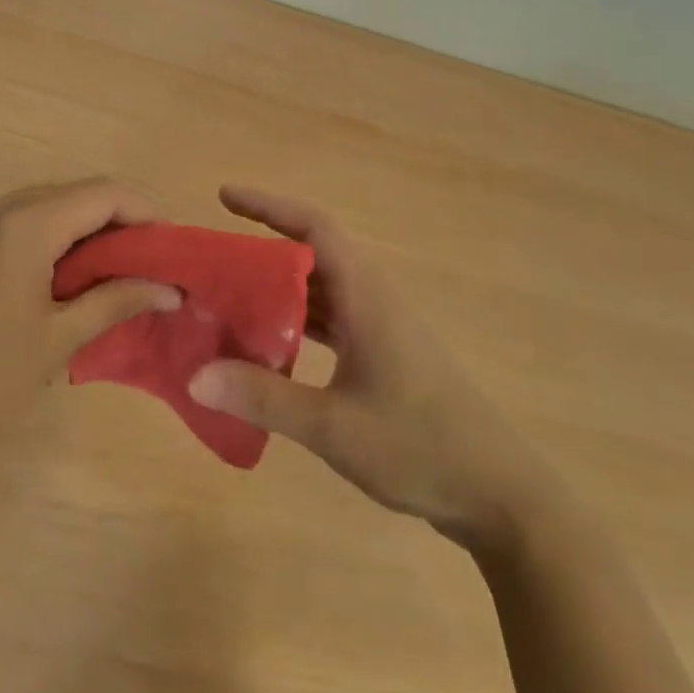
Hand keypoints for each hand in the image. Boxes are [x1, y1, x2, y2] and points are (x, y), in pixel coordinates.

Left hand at [0, 179, 180, 465]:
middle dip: (113, 222)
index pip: (102, 193)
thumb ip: (116, 300)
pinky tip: (50, 279)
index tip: (168, 247)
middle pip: (70, 194)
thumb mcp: (56, 340)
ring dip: (76, 231)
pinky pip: (6, 224)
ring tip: (103, 274)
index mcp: (22, 224)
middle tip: (142, 264)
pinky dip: (40, 239)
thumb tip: (169, 288)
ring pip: (37, 207)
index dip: (144, 212)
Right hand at [188, 186, 557, 551]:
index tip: (226, 196)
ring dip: (277, 290)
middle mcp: (374, 302)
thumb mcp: (333, 426)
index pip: (315, 227)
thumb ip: (263, 398)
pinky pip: (331, 323)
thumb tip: (194, 375)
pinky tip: (267, 350)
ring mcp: (382, 331)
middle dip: (261, 251)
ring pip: (321, 292)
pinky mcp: (385, 359)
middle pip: (312, 257)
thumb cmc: (420, 448)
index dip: (270, 206)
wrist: (499, 496)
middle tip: (211, 264)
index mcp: (366, 298)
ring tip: (227, 300)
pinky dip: (296, 325)